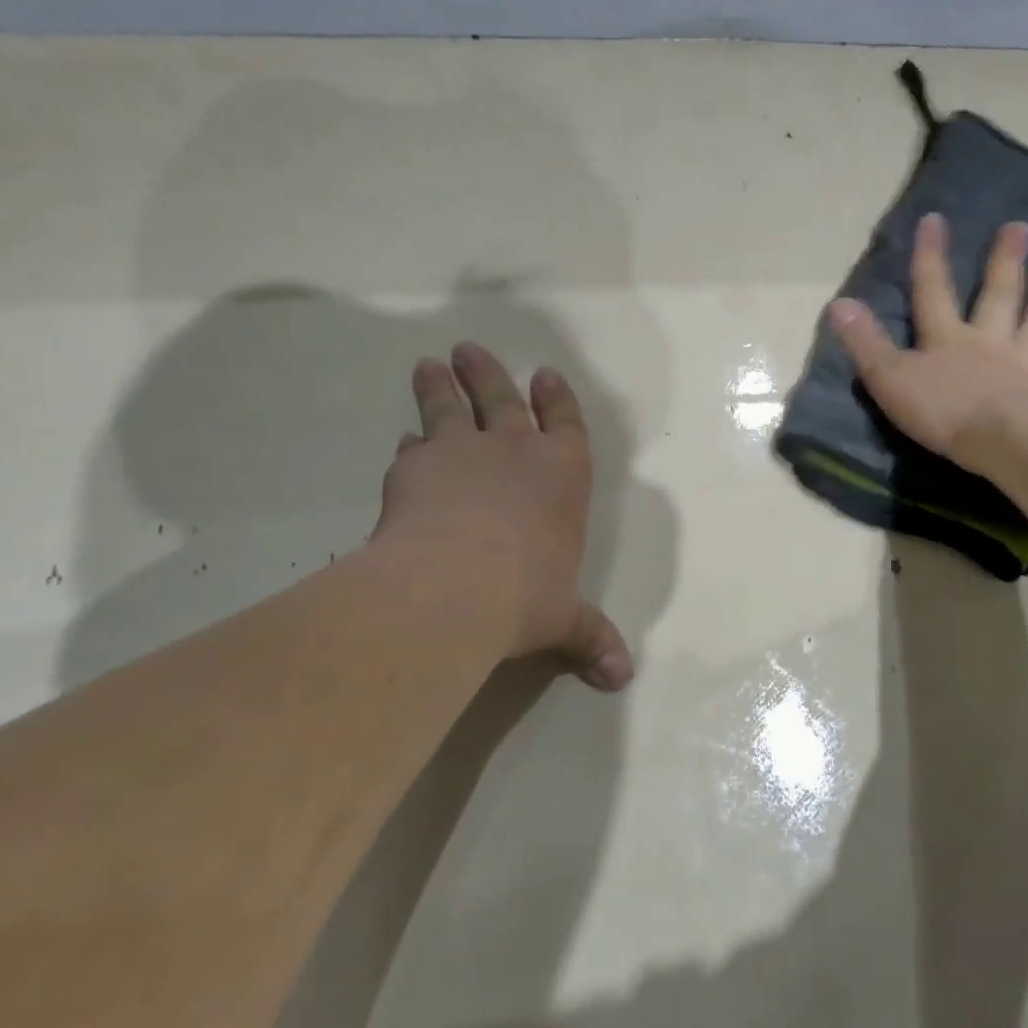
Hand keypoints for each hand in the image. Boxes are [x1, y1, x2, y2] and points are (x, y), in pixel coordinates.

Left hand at [369, 342, 632, 690]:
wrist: (455, 585)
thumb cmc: (527, 594)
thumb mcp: (564, 619)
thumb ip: (590, 637)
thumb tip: (623, 678)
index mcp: (562, 473)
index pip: (566, 422)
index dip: (557, 398)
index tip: (545, 374)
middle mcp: (515, 451)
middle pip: (502, 399)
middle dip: (489, 374)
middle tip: (469, 349)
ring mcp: (463, 452)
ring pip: (451, 407)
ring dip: (442, 386)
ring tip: (429, 364)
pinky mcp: (415, 467)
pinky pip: (415, 447)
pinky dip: (410, 443)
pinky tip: (404, 441)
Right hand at [828, 213, 1027, 473]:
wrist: (1004, 440)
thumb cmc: (942, 410)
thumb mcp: (889, 378)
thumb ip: (865, 342)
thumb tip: (839, 302)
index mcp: (946, 340)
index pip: (933, 291)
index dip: (931, 256)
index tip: (936, 219)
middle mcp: (988, 344)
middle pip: (997, 297)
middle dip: (1004, 262)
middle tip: (1020, 227)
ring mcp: (1025, 367)